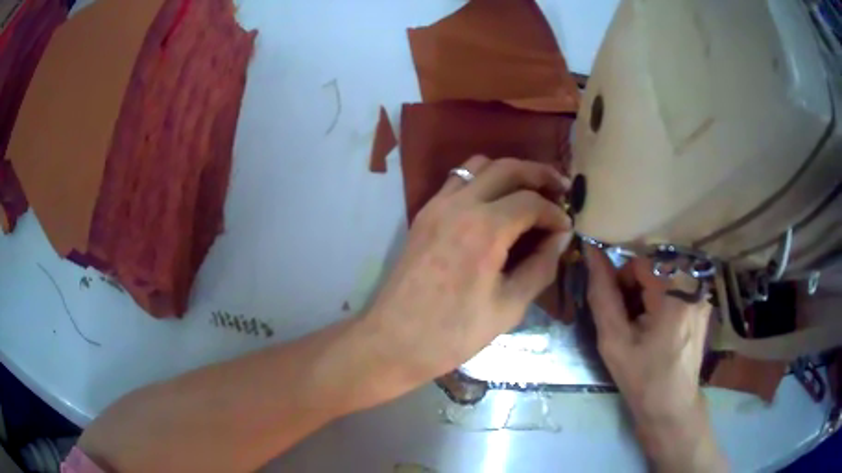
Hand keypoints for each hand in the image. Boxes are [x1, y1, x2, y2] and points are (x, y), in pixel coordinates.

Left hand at [364, 155, 572, 387]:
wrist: (394, 340)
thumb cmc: (453, 333)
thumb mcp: (509, 307)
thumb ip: (540, 267)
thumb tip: (560, 238)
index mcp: (484, 229)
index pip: (530, 202)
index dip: (554, 212)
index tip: (567, 227)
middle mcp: (459, 205)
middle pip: (507, 168)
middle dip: (539, 174)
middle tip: (561, 187)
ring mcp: (436, 206)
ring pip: (478, 166)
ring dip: (508, 171)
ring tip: (530, 189)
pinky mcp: (423, 214)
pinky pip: (457, 181)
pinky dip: (482, 180)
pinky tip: (495, 202)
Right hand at [585, 246, 725, 471]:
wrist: (672, 405)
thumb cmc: (642, 378)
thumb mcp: (614, 340)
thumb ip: (602, 294)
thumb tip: (592, 252)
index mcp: (676, 292)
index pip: (640, 260)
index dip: (621, 280)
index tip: (617, 309)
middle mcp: (695, 285)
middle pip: (654, 264)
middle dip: (636, 285)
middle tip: (628, 319)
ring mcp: (702, 293)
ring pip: (664, 272)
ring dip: (648, 291)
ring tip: (642, 323)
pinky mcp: (703, 302)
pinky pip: (677, 284)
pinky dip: (662, 296)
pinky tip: (658, 323)